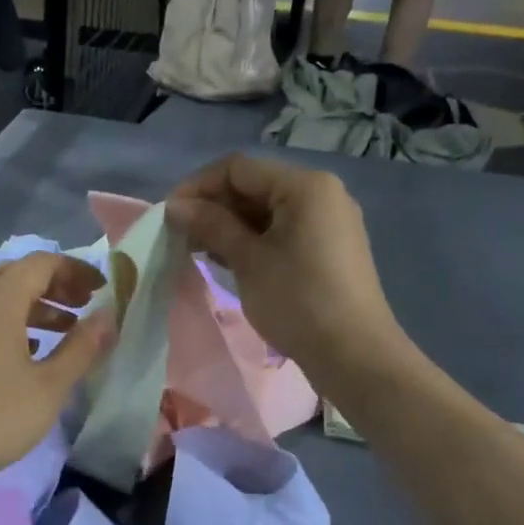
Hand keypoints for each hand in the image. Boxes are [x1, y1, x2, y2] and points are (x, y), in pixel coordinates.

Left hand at [0, 252, 113, 485]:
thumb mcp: (51, 385)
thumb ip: (82, 347)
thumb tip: (109, 315)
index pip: (39, 263)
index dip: (74, 269)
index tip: (101, 288)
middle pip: (18, 275)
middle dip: (55, 283)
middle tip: (84, 304)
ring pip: (2, 299)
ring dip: (37, 304)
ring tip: (68, 330)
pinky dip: (17, 323)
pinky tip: (34, 352)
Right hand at [167, 154, 398, 388]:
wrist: (354, 355)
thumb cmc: (298, 301)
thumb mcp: (248, 260)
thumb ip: (211, 225)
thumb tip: (175, 205)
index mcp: (305, 185)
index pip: (238, 168)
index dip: (198, 186)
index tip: (169, 214)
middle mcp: (321, 192)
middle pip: (254, 185)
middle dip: (213, 206)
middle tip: (179, 234)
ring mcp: (328, 220)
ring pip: (267, 209)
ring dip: (230, 224)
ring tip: (197, 249)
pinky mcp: (329, 246)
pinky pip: (282, 229)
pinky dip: (253, 238)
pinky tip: (227, 258)